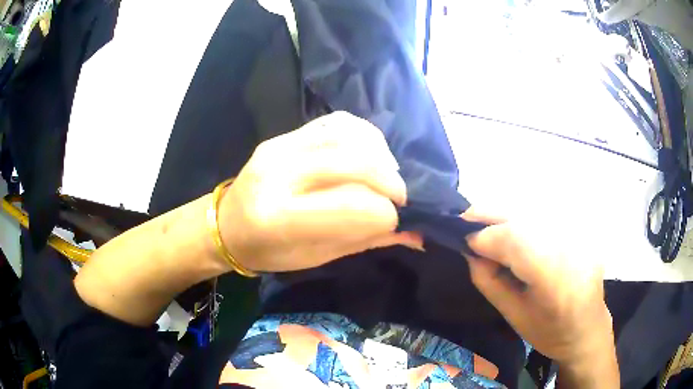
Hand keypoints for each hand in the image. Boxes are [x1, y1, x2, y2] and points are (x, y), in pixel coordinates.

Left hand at [217, 112, 421, 272]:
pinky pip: (335, 122)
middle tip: (398, 198)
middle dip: (389, 182)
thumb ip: (365, 240)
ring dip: (381, 155)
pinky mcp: (283, 135)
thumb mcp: (316, 256)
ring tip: (387, 175)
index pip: (353, 207)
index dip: (384, 215)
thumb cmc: (269, 251)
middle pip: (355, 164)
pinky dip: (363, 135)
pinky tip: (370, 152)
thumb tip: (415, 235)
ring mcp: (280, 147)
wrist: (226, 224)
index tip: (393, 222)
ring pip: (348, 136)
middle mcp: (279, 174)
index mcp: (280, 218)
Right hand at [462, 208, 615, 367]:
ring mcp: (579, 233)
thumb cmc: (549, 331)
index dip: (485, 238)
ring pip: (534, 209)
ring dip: (506, 213)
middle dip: (490, 215)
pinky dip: (524, 216)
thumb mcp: (514, 315)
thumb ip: (489, 281)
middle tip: (466, 220)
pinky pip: (546, 213)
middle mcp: (570, 246)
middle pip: (524, 216)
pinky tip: (513, 227)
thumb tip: (470, 251)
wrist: (587, 327)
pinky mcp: (581, 227)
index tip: (463, 242)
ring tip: (487, 224)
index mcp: (554, 279)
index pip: (514, 241)